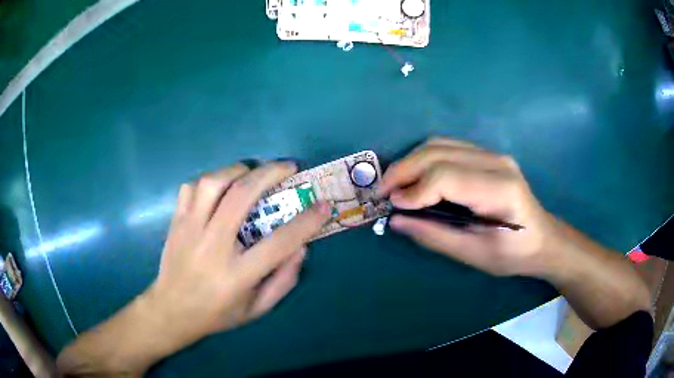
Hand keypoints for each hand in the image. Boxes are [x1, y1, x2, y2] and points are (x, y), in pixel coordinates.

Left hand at [146, 162, 331, 346]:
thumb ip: (283, 281)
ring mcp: (189, 230)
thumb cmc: (217, 313)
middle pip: (241, 197)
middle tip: (288, 167)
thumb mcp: (257, 309)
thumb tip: (301, 247)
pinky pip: (191, 188)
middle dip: (270, 174)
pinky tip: (220, 188)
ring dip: (238, 171)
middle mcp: (212, 247)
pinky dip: (210, 180)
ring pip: (212, 183)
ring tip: (252, 172)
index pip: (279, 243)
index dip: (307, 221)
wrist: (171, 311)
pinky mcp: (176, 222)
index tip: (323, 205)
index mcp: (237, 274)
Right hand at [379, 137, 558, 276]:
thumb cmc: (514, 254)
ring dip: (411, 161)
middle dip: (404, 169)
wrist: (543, 238)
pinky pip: (448, 146)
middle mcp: (496, 162)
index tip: (393, 205)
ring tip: (396, 184)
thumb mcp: (475, 255)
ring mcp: (493, 154)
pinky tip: (417, 177)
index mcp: (500, 190)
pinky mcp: (488, 155)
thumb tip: (397, 220)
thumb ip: (435, 236)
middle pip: (439, 152)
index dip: (414, 189)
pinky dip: (425, 158)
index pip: (446, 176)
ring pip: (440, 143)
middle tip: (383, 191)